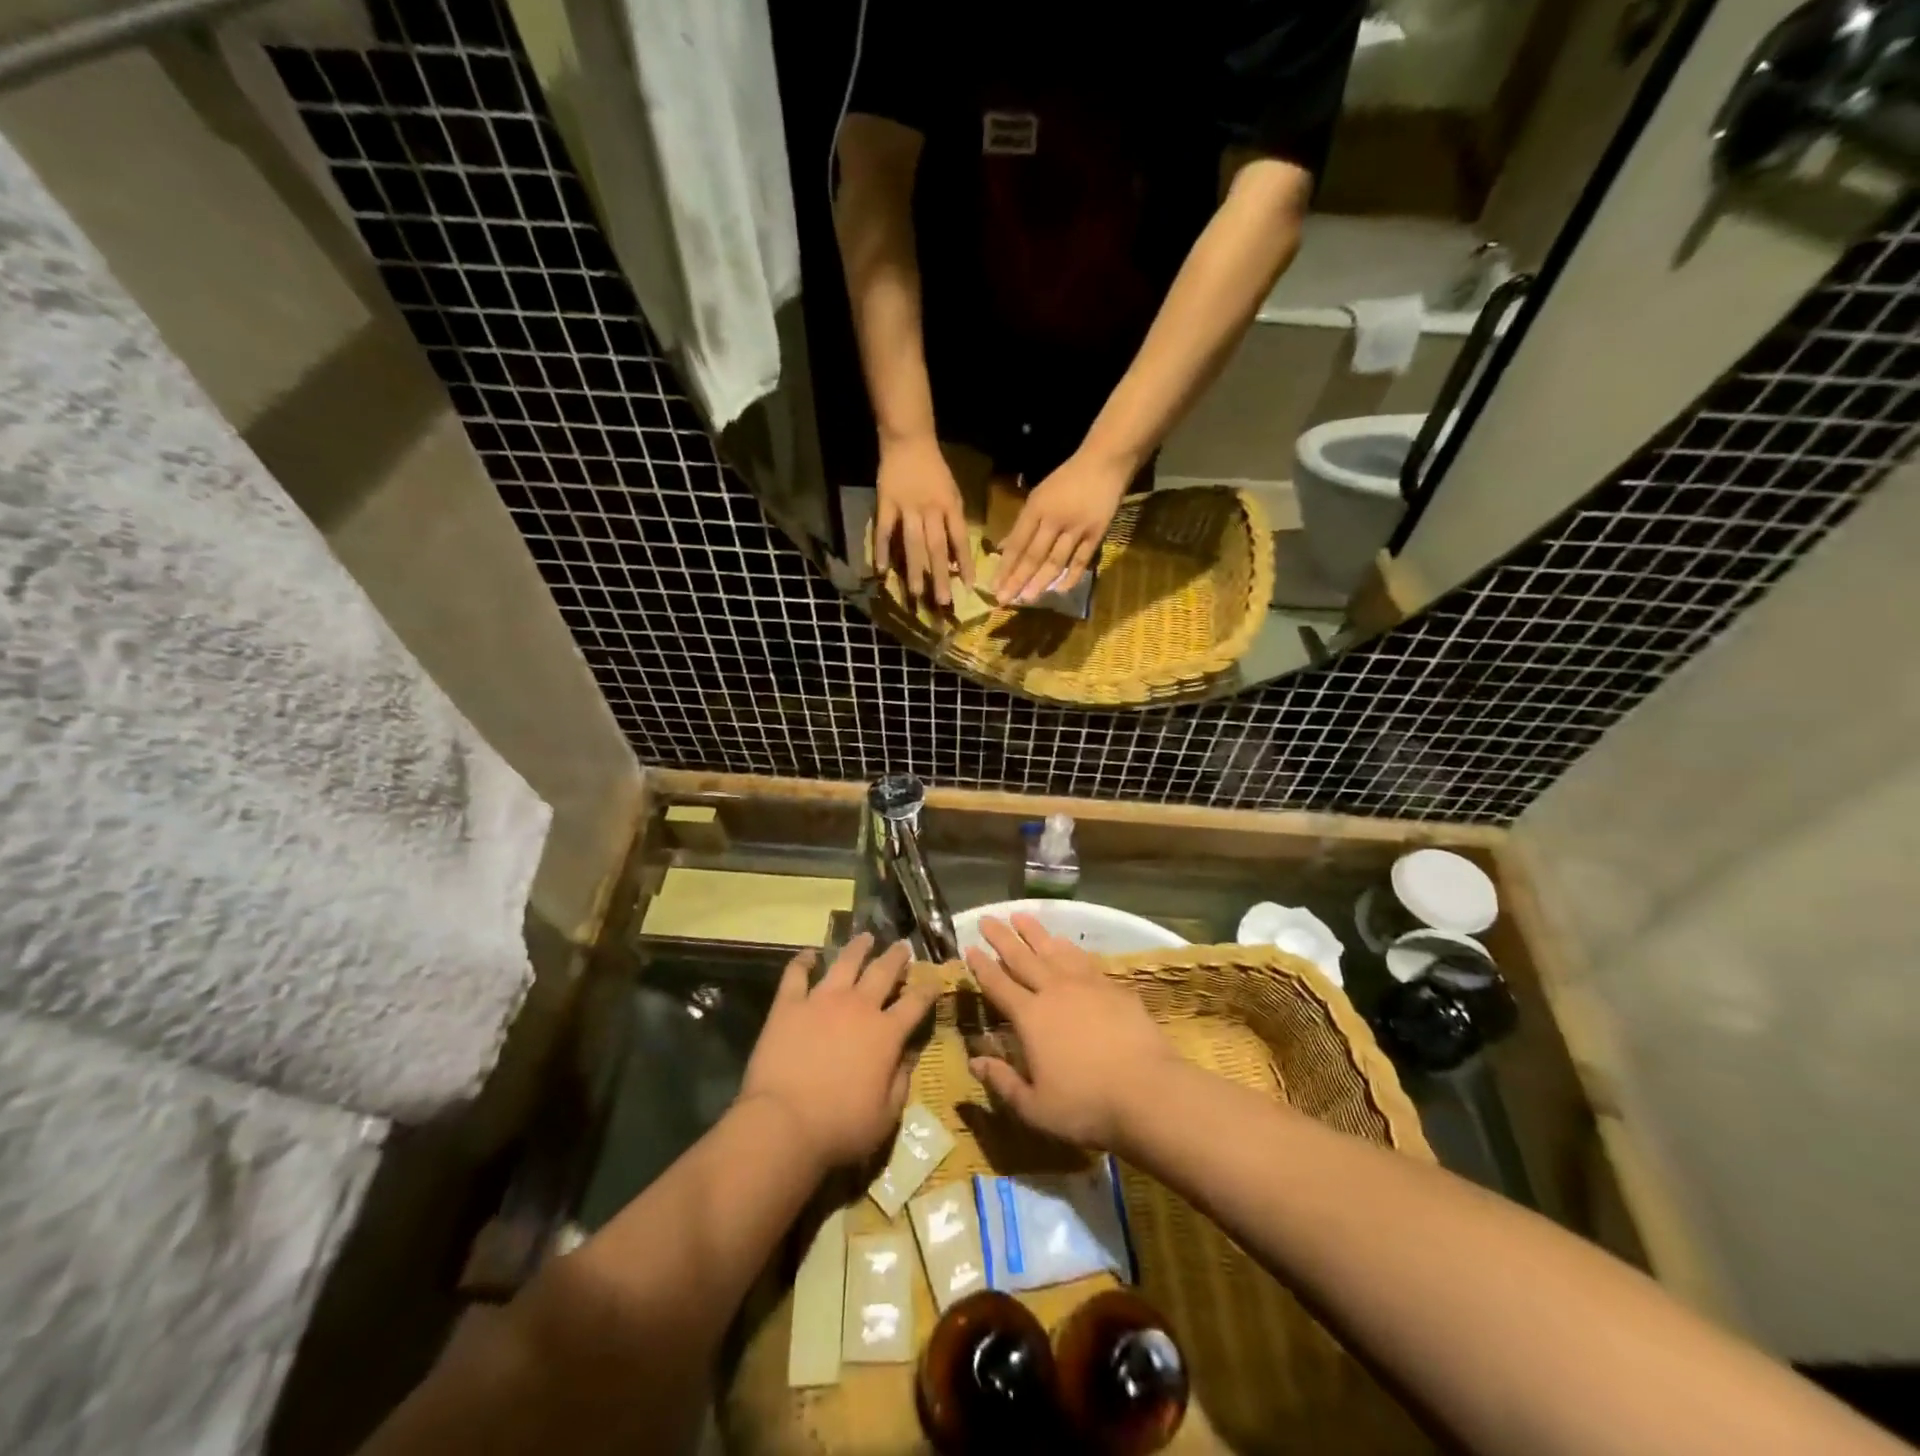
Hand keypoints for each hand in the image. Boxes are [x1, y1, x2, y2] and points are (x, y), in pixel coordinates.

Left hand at [738, 934, 935, 1171]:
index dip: (929, 988)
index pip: (916, 1003)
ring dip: (858, 948)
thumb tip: (908, 1056)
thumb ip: (901, 1081)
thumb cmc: (840, 1127)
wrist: (783, 1123)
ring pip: (845, 962)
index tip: (936, 978)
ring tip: (865, 937)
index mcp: (886, 1033)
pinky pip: (796, 974)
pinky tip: (809, 954)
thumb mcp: (886, 1116)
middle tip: (902, 945)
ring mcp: (821, 1001)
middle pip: (883, 972)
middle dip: (896, 957)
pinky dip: (803, 961)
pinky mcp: (789, 1005)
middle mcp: (858, 1007)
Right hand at [875, 435, 973, 606]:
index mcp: (950, 506)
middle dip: (940, 576)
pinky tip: (881, 571)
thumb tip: (953, 559)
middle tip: (943, 602)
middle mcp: (930, 509)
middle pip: (936, 547)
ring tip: (917, 594)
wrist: (909, 440)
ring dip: (915, 570)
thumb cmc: (935, 471)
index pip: (960, 540)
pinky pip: (883, 530)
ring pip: (912, 544)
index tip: (967, 588)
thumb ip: (954, 524)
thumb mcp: (953, 494)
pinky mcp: (885, 503)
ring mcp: (906, 507)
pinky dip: (882, 550)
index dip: (964, 564)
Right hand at [963, 914, 1179, 1149]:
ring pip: (1053, 950)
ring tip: (1021, 917)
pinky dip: (1069, 948)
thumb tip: (973, 1063)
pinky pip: (1083, 959)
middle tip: (988, 918)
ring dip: (1035, 933)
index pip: (999, 985)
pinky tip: (1065, 943)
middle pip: (1022, 957)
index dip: (982, 966)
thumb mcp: (1035, 1107)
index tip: (969, 947)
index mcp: (1030, 1017)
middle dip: (1002, 937)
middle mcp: (1054, 992)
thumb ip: (1002, 1082)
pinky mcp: (1113, 987)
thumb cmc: (1086, 1105)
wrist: (1148, 1092)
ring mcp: (1086, 985)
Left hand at [995, 451, 1131, 605]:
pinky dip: (1071, 577)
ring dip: (1040, 582)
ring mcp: (1077, 528)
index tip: (994, 586)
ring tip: (1027, 599)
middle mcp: (1054, 520)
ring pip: (1055, 561)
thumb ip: (1023, 524)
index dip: (1005, 566)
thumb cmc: (1067, 479)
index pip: (1017, 543)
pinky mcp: (1096, 534)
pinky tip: (1060, 591)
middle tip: (1005, 600)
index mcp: (1036, 508)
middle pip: (1033, 555)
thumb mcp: (1039, 495)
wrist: (1105, 463)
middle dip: (1017, 580)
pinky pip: (1081, 560)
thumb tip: (1004, 548)